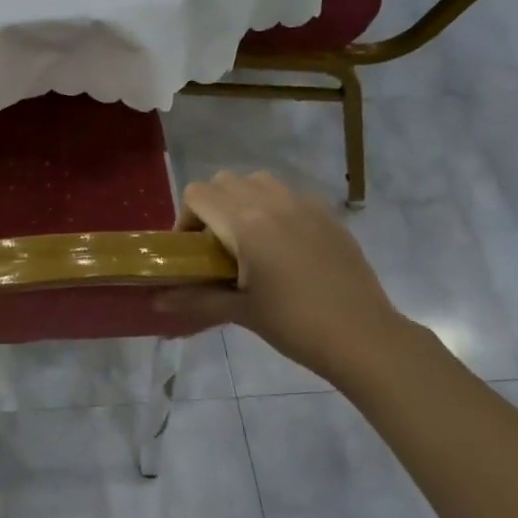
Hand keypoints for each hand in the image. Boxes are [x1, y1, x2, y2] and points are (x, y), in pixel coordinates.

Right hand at [157, 171, 409, 385]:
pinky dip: (275, 208)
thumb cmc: (294, 324)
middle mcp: (273, 203)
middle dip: (211, 206)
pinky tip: (283, 247)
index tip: (192, 250)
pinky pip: (290, 195)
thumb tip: (155, 303)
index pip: (198, 193)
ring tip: (248, 240)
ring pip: (259, 181)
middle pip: (225, 181)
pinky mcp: (329, 216)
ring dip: (243, 200)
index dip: (186, 218)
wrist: (362, 337)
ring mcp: (305, 205)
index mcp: (246, 223)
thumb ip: (195, 299)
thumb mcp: (240, 311)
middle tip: (215, 246)